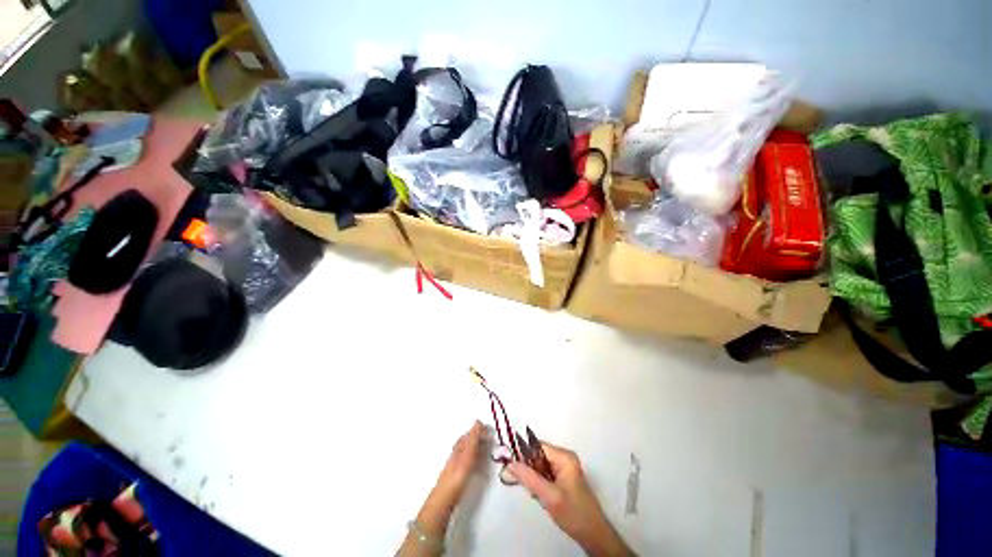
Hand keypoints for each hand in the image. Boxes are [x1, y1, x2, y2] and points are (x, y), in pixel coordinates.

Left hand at [398, 422, 483, 556]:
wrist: (444, 499)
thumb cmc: (457, 475)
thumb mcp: (467, 455)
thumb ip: (473, 439)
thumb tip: (477, 421)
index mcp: (459, 446)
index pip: (470, 433)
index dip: (479, 430)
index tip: (490, 430)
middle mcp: (457, 452)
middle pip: (469, 441)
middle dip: (479, 438)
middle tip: (491, 439)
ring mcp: (457, 463)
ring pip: (469, 451)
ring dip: (478, 448)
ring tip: (487, 449)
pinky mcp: (458, 474)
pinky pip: (468, 460)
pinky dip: (475, 458)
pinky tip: (479, 463)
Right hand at [507, 443, 631, 556]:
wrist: (593, 535)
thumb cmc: (573, 513)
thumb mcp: (548, 496)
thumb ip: (528, 477)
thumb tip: (509, 463)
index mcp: (564, 456)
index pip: (537, 446)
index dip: (523, 454)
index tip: (509, 465)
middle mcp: (564, 457)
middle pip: (538, 456)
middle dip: (529, 470)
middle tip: (526, 486)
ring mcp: (565, 468)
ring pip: (540, 466)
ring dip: (534, 479)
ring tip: (536, 494)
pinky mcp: (564, 478)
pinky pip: (545, 474)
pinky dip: (540, 484)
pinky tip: (541, 496)